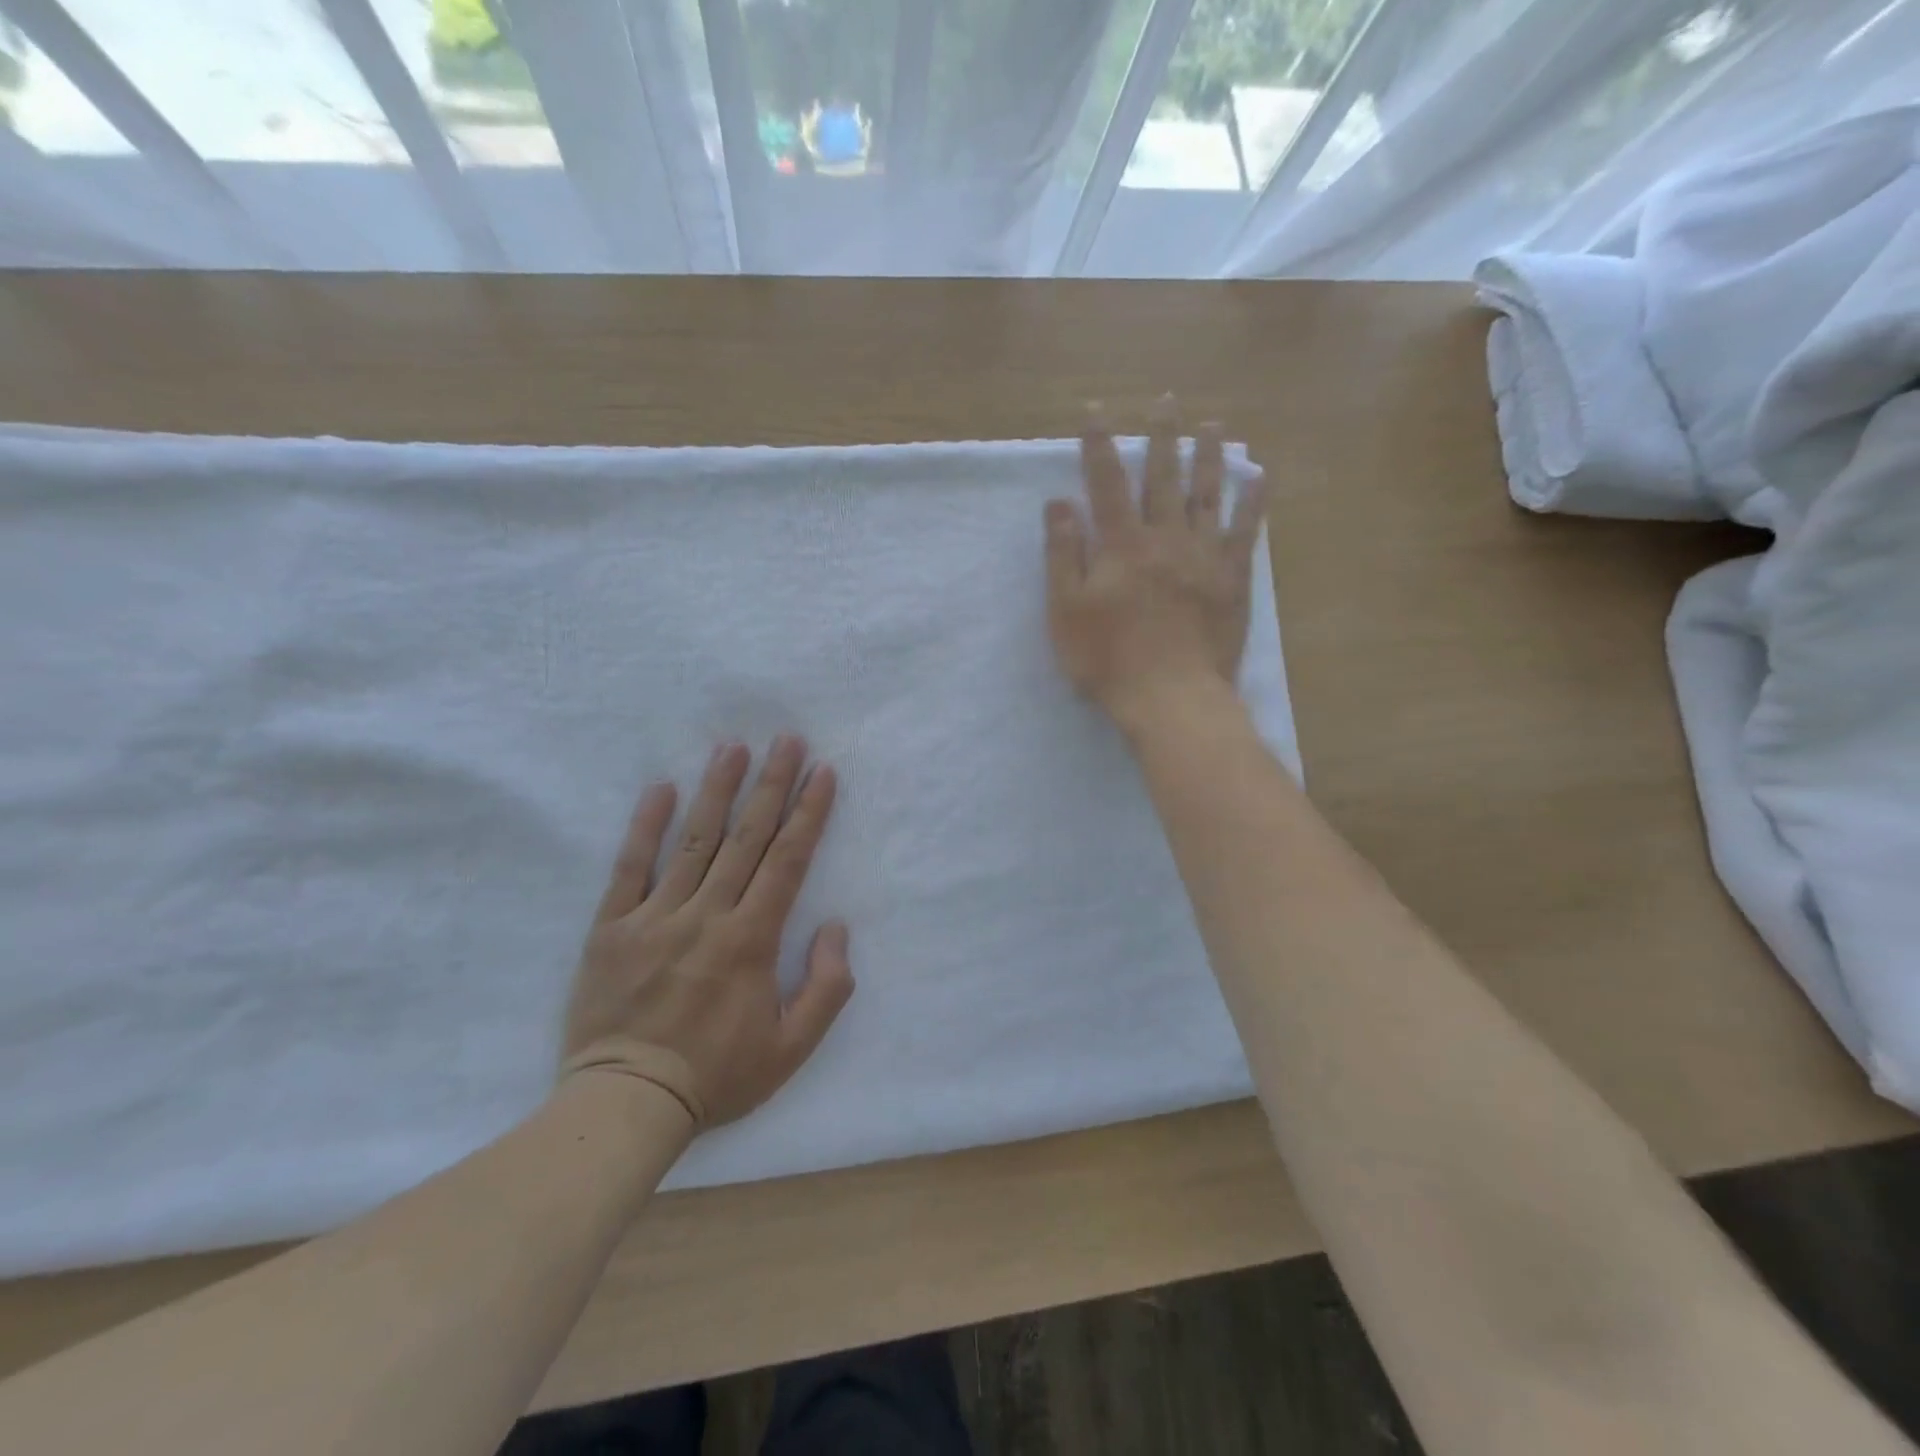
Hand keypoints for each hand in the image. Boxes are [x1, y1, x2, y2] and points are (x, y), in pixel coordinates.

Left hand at [562, 737, 853, 1130]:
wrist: (627, 1104)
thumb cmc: (717, 1075)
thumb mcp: (792, 1049)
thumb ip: (827, 987)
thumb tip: (836, 926)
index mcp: (751, 940)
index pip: (787, 861)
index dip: (808, 813)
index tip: (822, 773)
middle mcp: (707, 915)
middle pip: (746, 837)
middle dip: (771, 784)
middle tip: (786, 740)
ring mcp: (656, 917)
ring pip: (694, 841)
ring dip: (717, 790)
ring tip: (734, 748)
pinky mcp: (612, 928)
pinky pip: (630, 868)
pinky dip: (645, 826)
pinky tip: (661, 788)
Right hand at [1045, 397, 1266, 728]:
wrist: (1171, 697)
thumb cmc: (1108, 659)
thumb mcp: (1066, 611)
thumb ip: (1063, 554)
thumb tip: (1059, 502)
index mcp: (1122, 545)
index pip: (1107, 483)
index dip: (1099, 445)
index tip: (1096, 412)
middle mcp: (1165, 538)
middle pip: (1163, 477)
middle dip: (1161, 436)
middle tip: (1166, 399)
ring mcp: (1204, 556)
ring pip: (1207, 494)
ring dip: (1208, 456)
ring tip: (1212, 424)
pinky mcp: (1232, 579)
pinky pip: (1244, 531)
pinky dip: (1252, 501)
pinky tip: (1260, 477)